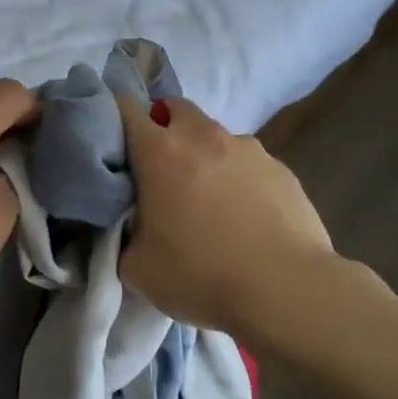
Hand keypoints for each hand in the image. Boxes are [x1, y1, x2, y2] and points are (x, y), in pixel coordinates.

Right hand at [116, 95, 334, 340]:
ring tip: (208, 199)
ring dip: (204, 155)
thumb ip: (125, 235)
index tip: (112, 141)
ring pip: (215, 136)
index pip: (126, 109)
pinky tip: (245, 216)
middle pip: (175, 109)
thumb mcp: (137, 267)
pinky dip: (238, 178)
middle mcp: (203, 137)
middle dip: (163, 126)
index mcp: (160, 151)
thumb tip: (132, 226)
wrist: (284, 289)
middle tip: (158, 167)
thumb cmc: (200, 275)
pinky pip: (248, 163)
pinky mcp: (282, 168)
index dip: (114, 117)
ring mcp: (248, 149)